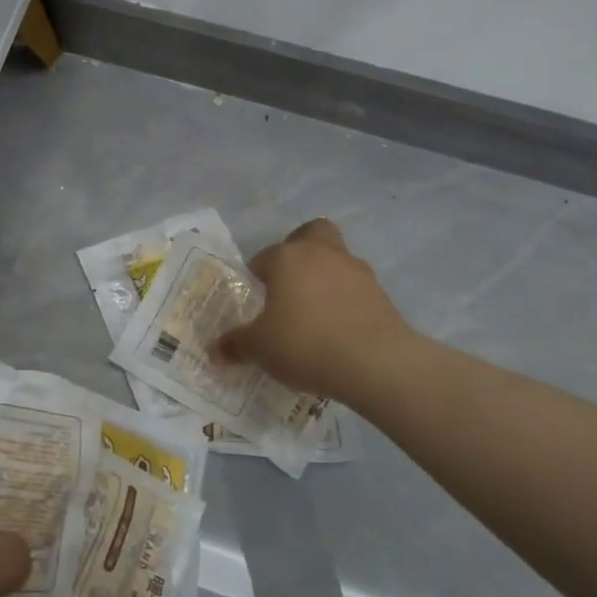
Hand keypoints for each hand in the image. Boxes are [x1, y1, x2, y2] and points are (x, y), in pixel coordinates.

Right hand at [213, 218, 416, 402]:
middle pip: (312, 233)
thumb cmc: (305, 343)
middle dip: (300, 250)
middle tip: (288, 283)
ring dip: (325, 278)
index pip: (264, 257)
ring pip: (336, 260)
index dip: (256, 276)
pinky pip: (355, 289)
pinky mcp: (382, 294)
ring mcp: (356, 271)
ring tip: (314, 314)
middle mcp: (322, 254)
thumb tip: (214, 351)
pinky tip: (337, 331)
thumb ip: (236, 345)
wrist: (375, 362)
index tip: (255, 301)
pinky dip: (345, 302)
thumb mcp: (259, 348)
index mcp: (287, 258)